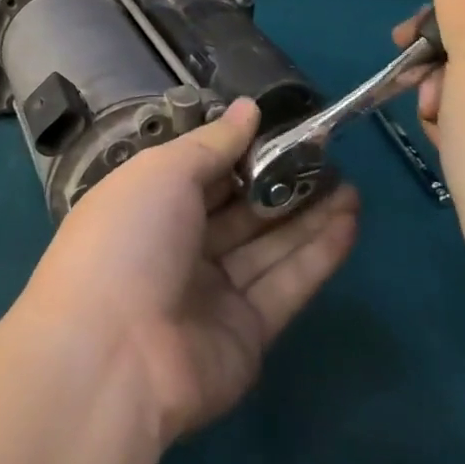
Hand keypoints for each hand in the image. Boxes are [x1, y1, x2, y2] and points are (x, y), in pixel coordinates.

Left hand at [19, 100, 359, 445]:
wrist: (113, 355)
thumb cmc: (128, 239)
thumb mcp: (163, 172)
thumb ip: (212, 143)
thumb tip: (249, 108)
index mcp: (149, 204)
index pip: (203, 170)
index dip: (244, 149)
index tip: (287, 127)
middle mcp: (179, 246)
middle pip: (240, 209)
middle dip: (282, 182)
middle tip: (331, 156)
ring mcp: (212, 292)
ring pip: (268, 245)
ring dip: (309, 215)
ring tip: (351, 184)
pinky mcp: (247, 334)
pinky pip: (285, 284)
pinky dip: (317, 254)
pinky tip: (350, 221)